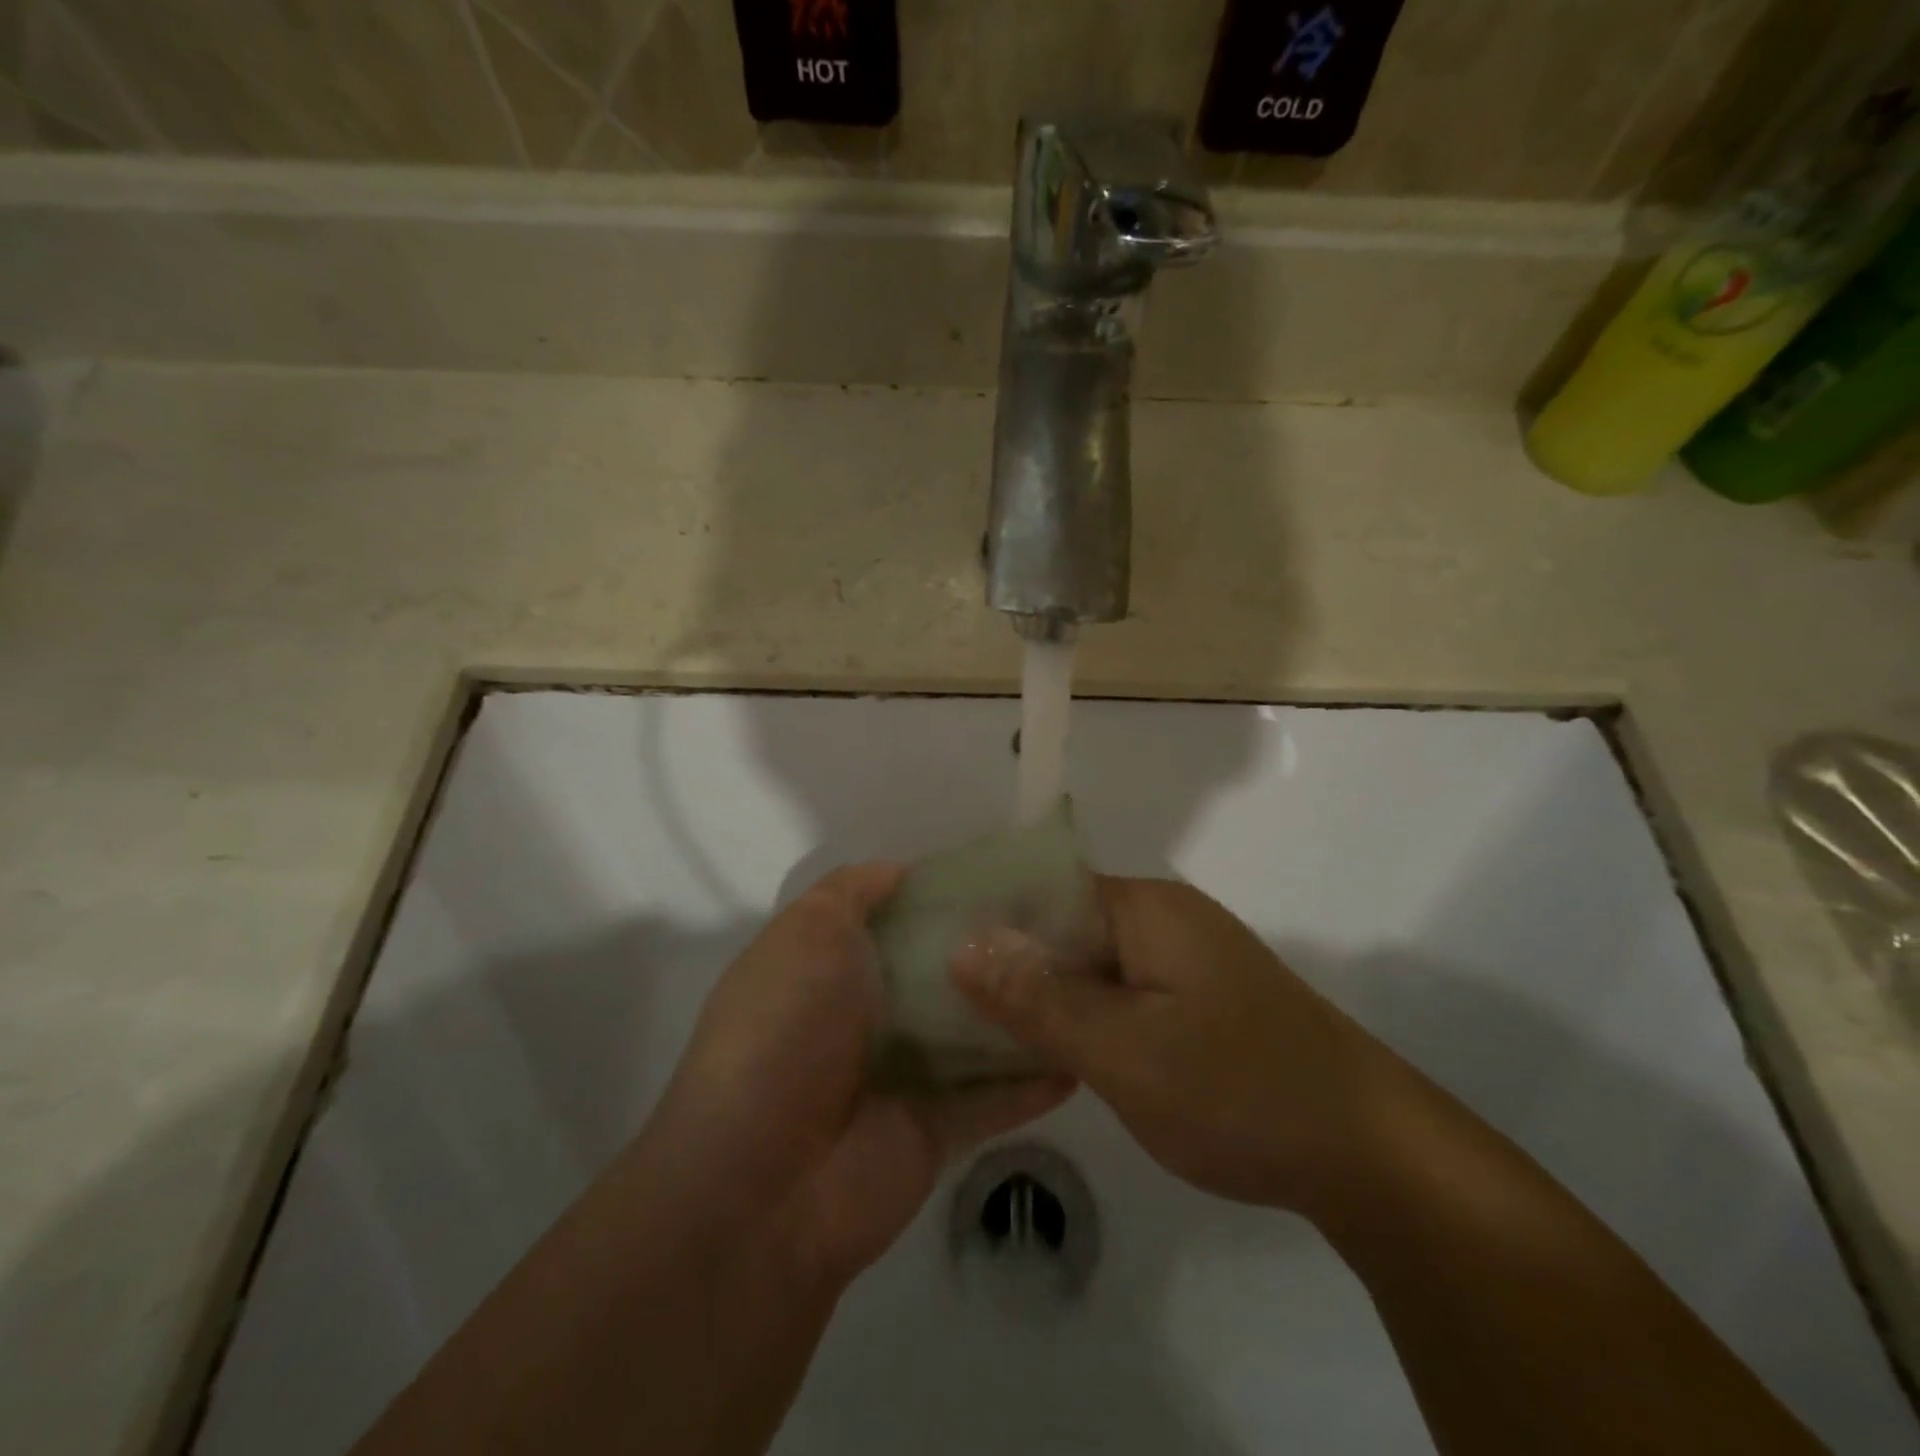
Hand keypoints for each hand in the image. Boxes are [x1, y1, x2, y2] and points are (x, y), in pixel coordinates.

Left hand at [647, 864, 1072, 1287]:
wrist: (763, 1185)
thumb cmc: (784, 1031)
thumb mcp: (806, 935)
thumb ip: (850, 894)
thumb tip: (898, 870)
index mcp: (830, 968)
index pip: (896, 918)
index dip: (941, 894)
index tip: (1000, 872)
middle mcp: (866, 1018)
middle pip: (941, 972)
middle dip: (991, 946)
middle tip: (1063, 916)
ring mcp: (902, 1077)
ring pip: (974, 1031)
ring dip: (1019, 1008)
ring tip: (1089, 971)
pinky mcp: (936, 1130)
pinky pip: (995, 1098)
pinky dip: (1033, 1078)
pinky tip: (1083, 1051)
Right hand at [952, 875, 1391, 1210]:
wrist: (1370, 1155)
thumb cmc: (1240, 1091)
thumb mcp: (1125, 1051)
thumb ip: (1041, 998)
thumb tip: (962, 944)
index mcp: (1144, 908)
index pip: (1042, 889)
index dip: (986, 919)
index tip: (926, 954)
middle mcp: (1161, 919)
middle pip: (1062, 926)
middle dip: (1007, 963)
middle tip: (938, 1005)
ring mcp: (1181, 961)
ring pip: (1088, 966)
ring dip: (1042, 995)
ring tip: (973, 1031)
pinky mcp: (1195, 1002)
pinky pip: (1117, 995)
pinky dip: (1080, 1018)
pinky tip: (1043, 1052)